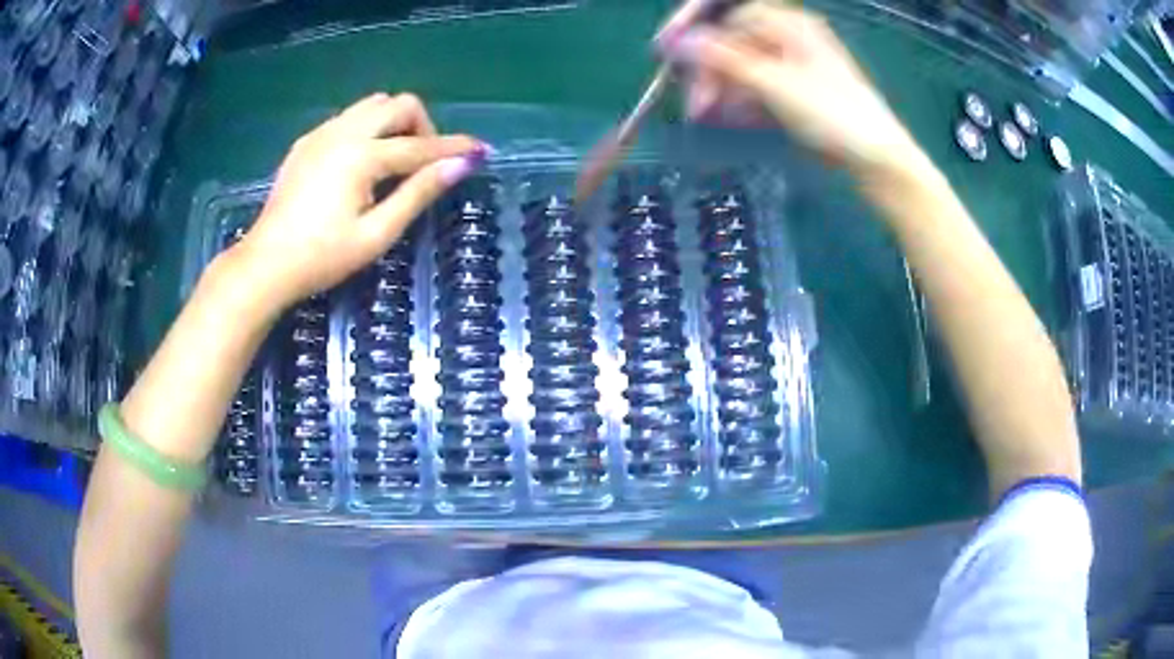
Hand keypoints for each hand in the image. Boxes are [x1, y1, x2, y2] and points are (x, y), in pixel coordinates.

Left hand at [227, 93, 485, 310]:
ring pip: (372, 104)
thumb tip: (460, 165)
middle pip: (398, 104)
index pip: (419, 146)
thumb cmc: (322, 258)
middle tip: (422, 164)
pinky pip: (348, 117)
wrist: (265, 264)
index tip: (480, 150)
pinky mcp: (307, 142)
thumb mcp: (376, 234)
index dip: (453, 148)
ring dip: (394, 123)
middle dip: (421, 127)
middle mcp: (342, 132)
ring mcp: (321, 133)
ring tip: (393, 161)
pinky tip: (361, 163)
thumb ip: (418, 194)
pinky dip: (368, 128)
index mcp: (361, 156)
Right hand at [657, 1, 924, 178]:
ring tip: (708, 116)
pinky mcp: (790, 90)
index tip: (663, 49)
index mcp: (787, 24)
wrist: (875, 160)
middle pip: (729, 42)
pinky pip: (752, 86)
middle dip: (707, 70)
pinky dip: (738, 100)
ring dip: (719, 89)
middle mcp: (785, 38)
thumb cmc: (834, 115)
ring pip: (738, 67)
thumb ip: (724, 60)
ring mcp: (788, 64)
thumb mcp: (776, 84)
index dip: (691, 24)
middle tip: (694, 105)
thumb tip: (678, 42)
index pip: (727, 11)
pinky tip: (730, 117)